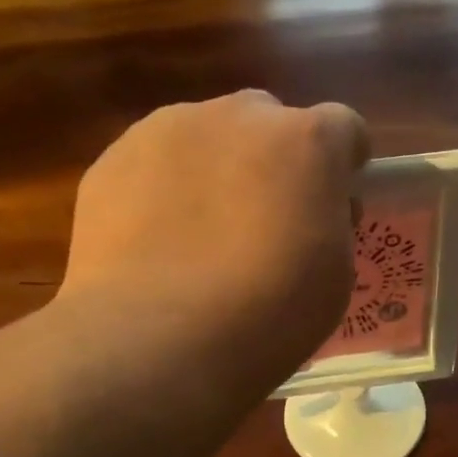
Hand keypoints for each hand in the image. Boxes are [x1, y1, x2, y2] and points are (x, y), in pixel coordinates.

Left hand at [62, 91, 368, 364]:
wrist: (157, 340)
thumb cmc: (268, 314)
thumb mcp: (334, 275)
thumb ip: (330, 222)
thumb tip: (311, 208)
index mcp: (307, 141)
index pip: (344, 127)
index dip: (344, 164)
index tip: (336, 200)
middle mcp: (239, 116)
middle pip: (269, 122)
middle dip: (275, 159)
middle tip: (267, 219)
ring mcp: (167, 129)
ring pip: (207, 137)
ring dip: (217, 170)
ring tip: (201, 235)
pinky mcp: (113, 158)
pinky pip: (154, 164)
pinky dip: (164, 191)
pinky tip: (157, 244)